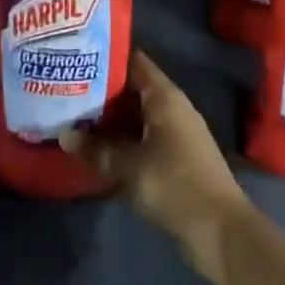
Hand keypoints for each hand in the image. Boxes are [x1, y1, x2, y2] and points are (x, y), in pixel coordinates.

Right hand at [61, 54, 250, 284]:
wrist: (220, 231)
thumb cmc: (175, 185)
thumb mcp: (129, 168)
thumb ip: (96, 150)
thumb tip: (64, 134)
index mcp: (165, 96)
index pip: (133, 60)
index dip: (106, 55)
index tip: (77, 54)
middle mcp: (172, 106)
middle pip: (132, 87)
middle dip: (101, 89)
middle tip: (66, 86)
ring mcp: (175, 132)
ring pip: (136, 114)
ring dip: (110, 117)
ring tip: (74, 114)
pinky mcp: (175, 156)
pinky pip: (143, 135)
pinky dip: (122, 137)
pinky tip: (97, 146)